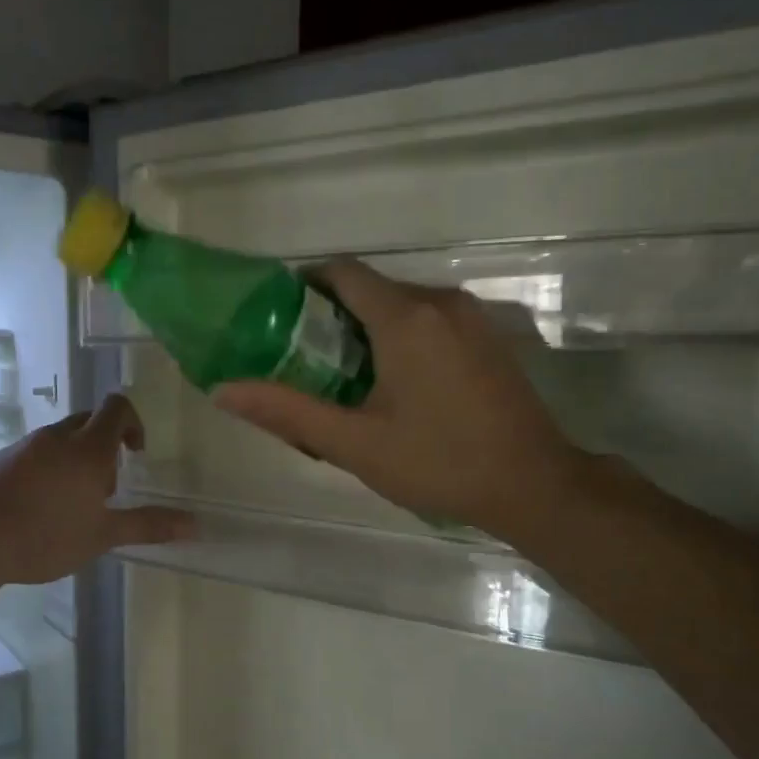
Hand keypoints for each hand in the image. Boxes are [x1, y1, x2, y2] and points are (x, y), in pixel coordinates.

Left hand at [0, 393, 193, 586]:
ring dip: (75, 459)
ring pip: (59, 439)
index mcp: (87, 448)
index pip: (117, 407)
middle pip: (89, 421)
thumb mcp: (102, 535)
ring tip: (71, 505)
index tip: (135, 454)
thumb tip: (195, 525)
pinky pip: (32, 453)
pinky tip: (36, 510)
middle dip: (105, 444)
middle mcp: (56, 437)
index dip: (133, 423)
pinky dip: (46, 469)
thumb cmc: (43, 536)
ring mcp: (23, 446)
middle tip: (105, 487)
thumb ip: (148, 525)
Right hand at [212, 261, 582, 549]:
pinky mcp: (488, 337)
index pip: (342, 272)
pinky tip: (393, 386)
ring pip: (401, 305)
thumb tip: (223, 390)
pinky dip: (400, 338)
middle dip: (331, 316)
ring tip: (342, 380)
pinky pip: (430, 321)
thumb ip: (287, 412)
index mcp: (405, 317)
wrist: (535, 485)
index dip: (303, 286)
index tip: (277, 320)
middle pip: (370, 288)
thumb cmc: (439, 463)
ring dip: (366, 330)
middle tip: (302, 362)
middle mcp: (440, 301)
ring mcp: (471, 317)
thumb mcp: (354, 443)